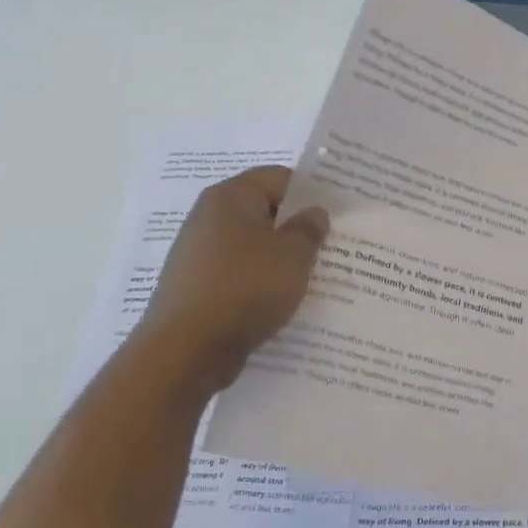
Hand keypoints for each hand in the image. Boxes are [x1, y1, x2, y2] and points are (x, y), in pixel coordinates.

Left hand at [135, 166, 328, 390]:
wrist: (187, 350)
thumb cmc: (245, 288)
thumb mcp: (293, 255)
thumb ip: (309, 229)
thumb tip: (314, 213)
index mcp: (230, 198)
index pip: (280, 178)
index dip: (313, 192)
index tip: (340, 213)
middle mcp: (209, 219)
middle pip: (266, 212)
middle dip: (299, 228)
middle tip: (335, 246)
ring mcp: (201, 255)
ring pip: (255, 247)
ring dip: (283, 259)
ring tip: (317, 276)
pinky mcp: (200, 287)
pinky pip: (241, 275)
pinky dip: (263, 283)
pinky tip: (285, 301)